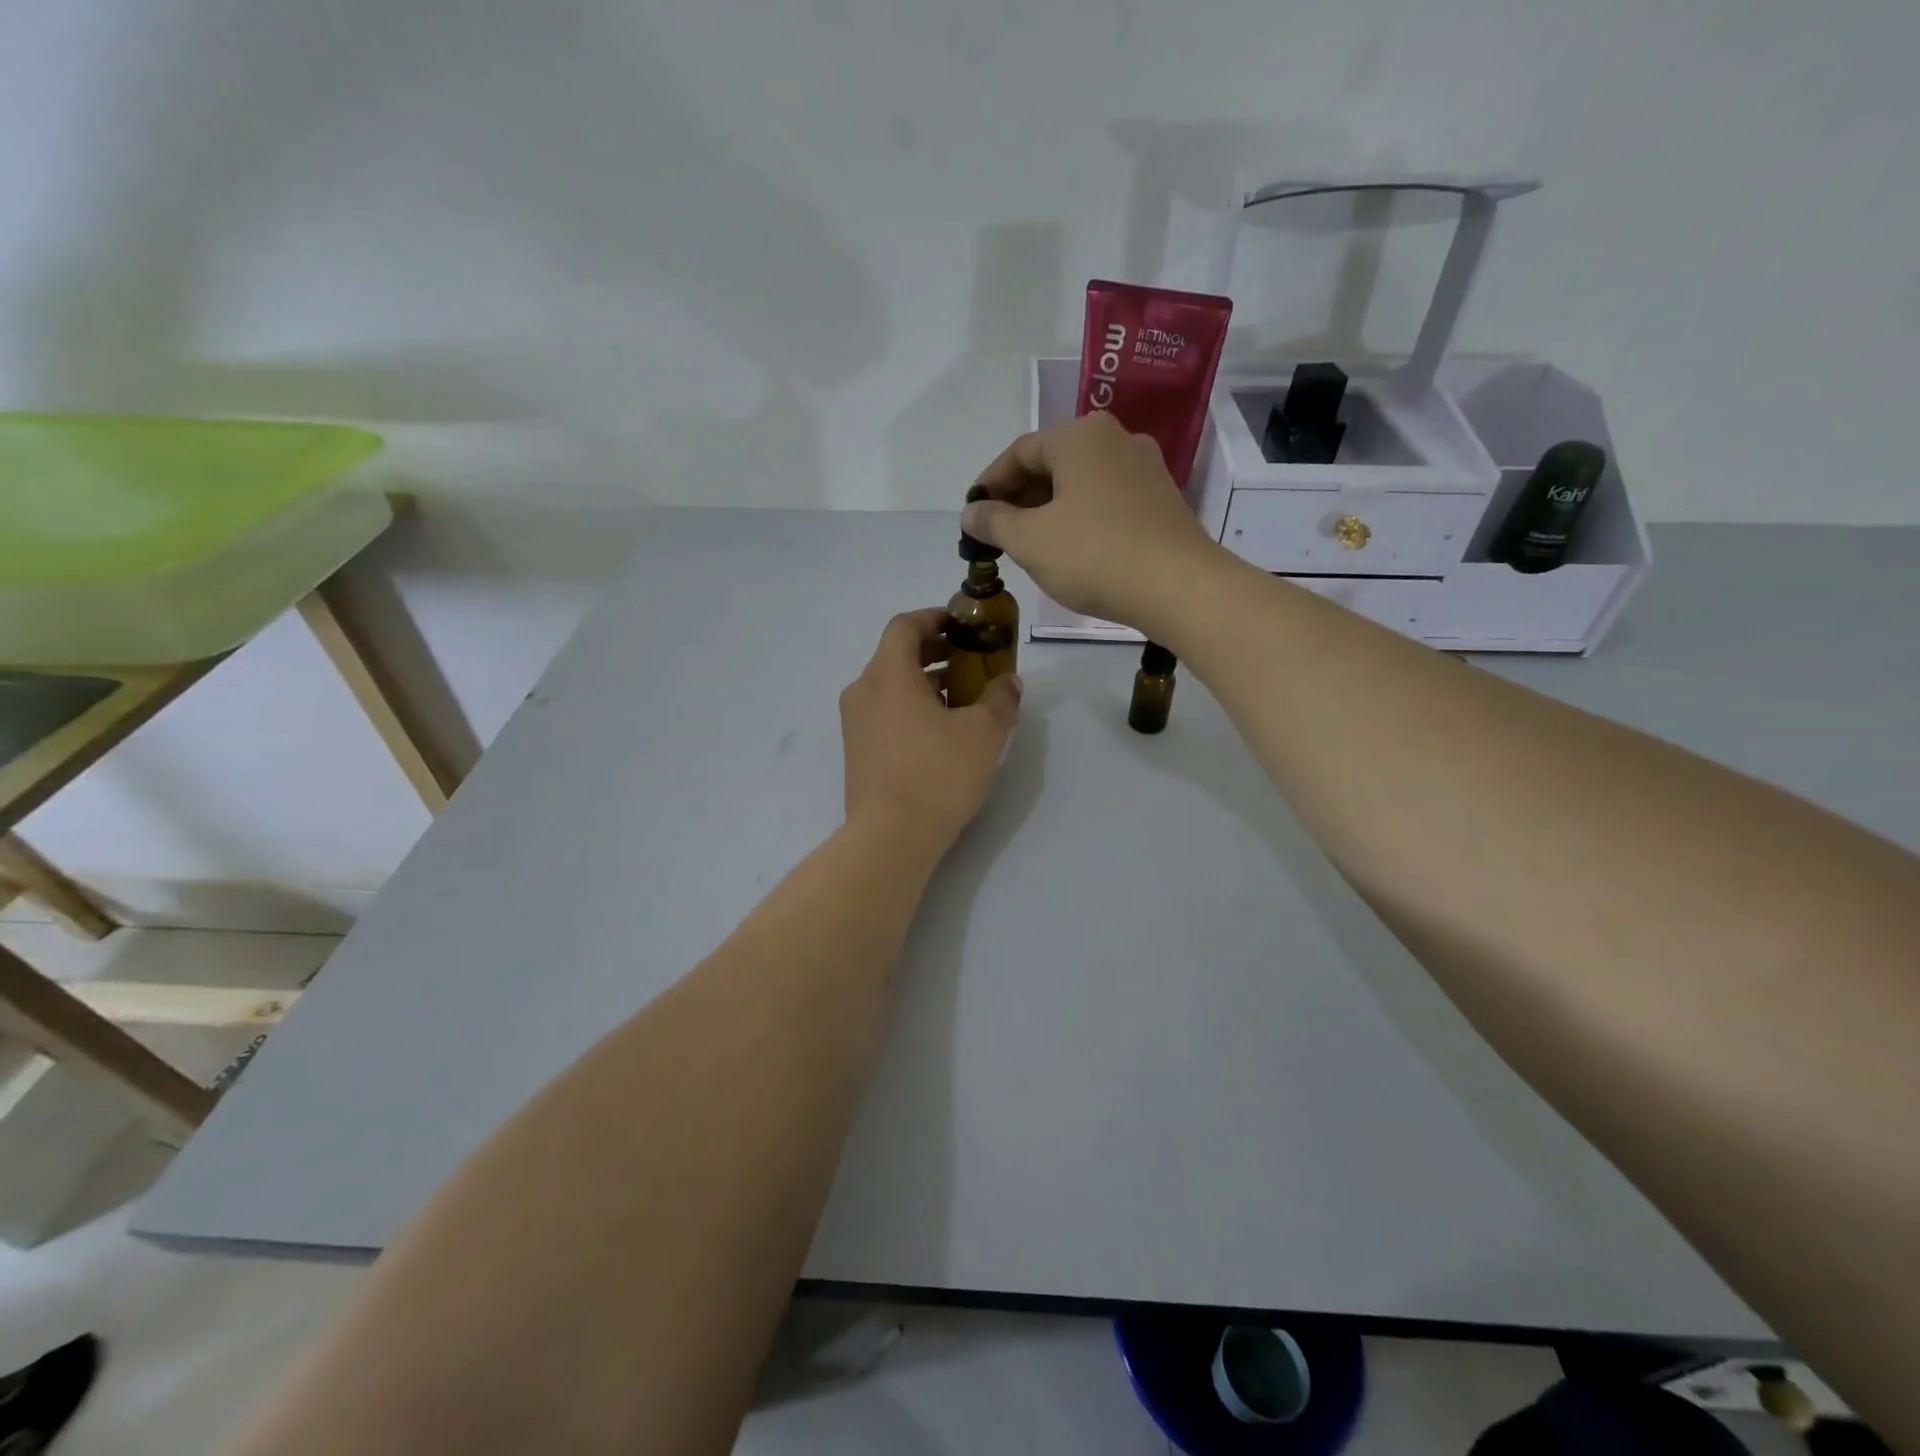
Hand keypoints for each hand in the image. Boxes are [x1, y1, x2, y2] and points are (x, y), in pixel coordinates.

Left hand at [840, 608, 1021, 853]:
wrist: (890, 837)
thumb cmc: (937, 774)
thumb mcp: (984, 733)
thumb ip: (1000, 698)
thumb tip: (1008, 682)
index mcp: (887, 674)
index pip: (904, 626)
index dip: (935, 618)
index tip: (963, 625)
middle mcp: (863, 691)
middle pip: (897, 655)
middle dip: (936, 652)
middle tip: (972, 660)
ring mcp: (855, 724)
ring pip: (891, 687)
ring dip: (926, 683)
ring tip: (965, 698)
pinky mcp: (857, 752)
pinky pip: (885, 713)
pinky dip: (912, 708)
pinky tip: (942, 731)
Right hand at [963, 412, 1228, 631]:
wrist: (1177, 586)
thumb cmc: (1093, 554)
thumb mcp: (1030, 540)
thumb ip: (994, 522)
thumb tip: (971, 512)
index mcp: (1080, 436)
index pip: (1020, 452)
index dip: (990, 483)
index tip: (973, 514)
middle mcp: (1116, 439)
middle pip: (1053, 463)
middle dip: (1020, 497)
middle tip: (998, 533)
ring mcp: (1145, 469)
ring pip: (1081, 483)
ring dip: (1050, 509)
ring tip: (1030, 545)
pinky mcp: (1162, 500)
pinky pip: (1107, 500)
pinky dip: (1080, 517)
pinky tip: (1071, 549)